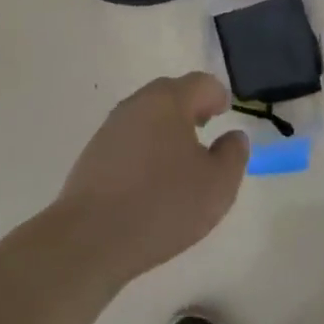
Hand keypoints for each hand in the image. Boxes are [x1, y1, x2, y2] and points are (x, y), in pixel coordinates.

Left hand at [55, 73, 249, 282]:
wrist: (89, 240)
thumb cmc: (163, 204)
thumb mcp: (218, 185)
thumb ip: (233, 154)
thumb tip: (232, 136)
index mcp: (168, 101)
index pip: (201, 83)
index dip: (218, 96)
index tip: (225, 115)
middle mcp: (136, 105)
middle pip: (170, 94)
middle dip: (191, 107)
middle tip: (205, 130)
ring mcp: (110, 129)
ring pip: (147, 117)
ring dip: (166, 129)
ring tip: (179, 161)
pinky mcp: (92, 155)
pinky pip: (128, 140)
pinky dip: (145, 149)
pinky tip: (150, 181)